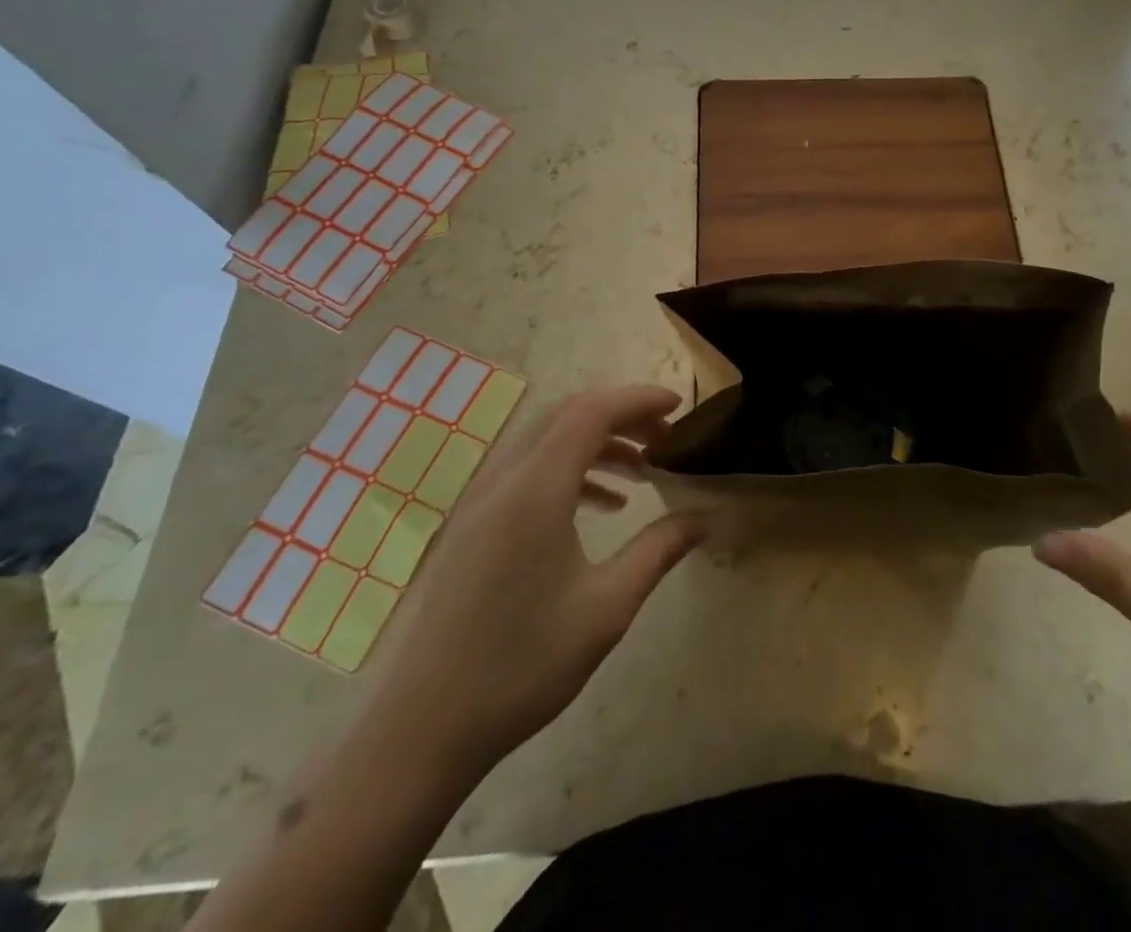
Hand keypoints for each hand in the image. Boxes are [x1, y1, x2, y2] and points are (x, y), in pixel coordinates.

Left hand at [369, 385, 706, 775]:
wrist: (424, 730)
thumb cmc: (523, 666)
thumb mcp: (607, 607)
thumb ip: (659, 549)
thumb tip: (706, 517)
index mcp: (536, 491)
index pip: (592, 412)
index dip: (639, 399)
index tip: (680, 409)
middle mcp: (504, 481)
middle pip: (567, 414)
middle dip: (621, 415)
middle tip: (665, 437)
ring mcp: (481, 502)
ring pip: (547, 440)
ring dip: (596, 442)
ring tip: (642, 469)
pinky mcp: (474, 526)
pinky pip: (529, 471)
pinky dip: (570, 469)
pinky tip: (602, 506)